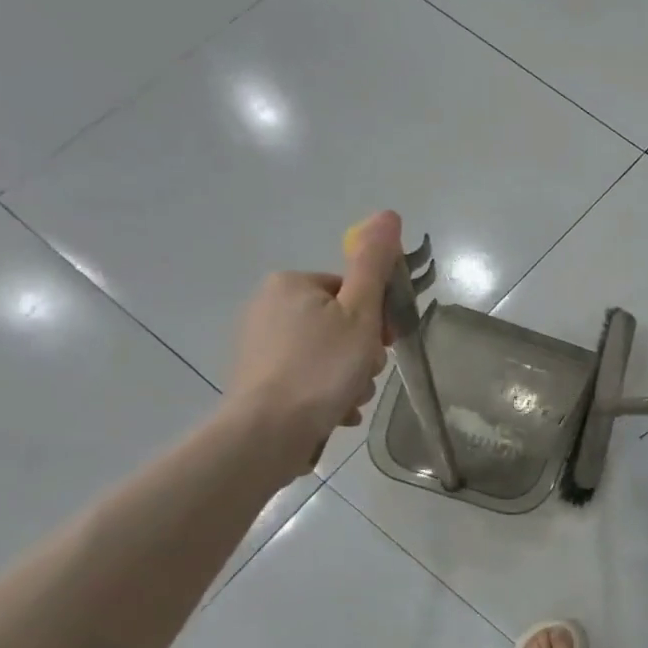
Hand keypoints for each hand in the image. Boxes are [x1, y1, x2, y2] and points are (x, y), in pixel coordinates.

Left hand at [225, 211, 402, 473]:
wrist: (268, 432)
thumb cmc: (321, 367)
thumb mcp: (360, 313)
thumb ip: (374, 264)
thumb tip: (389, 214)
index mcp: (290, 284)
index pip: (352, 292)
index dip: (374, 320)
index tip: (381, 346)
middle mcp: (267, 307)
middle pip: (340, 323)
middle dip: (361, 353)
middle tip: (363, 375)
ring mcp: (259, 345)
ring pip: (327, 354)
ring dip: (349, 377)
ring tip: (349, 399)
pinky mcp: (258, 379)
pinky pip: (308, 378)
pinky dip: (327, 393)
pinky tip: (336, 413)